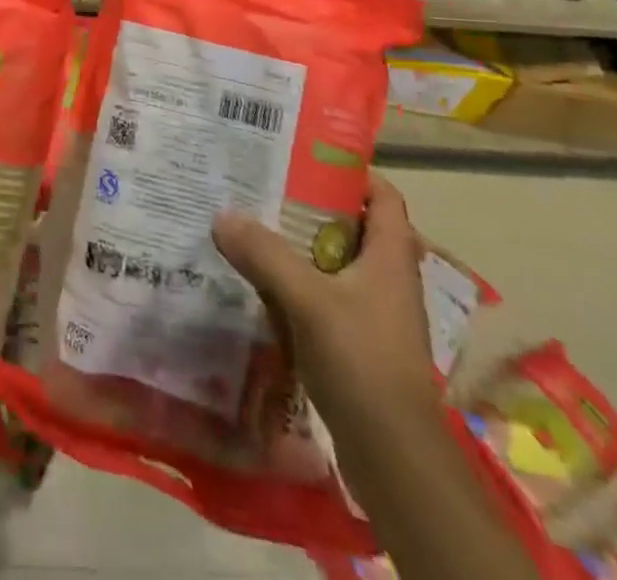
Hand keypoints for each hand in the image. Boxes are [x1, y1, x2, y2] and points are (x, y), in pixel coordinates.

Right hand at [212, 176, 436, 437]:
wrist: (394, 458)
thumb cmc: (363, 362)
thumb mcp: (308, 300)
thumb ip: (265, 254)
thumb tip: (222, 214)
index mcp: (390, 258)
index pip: (384, 197)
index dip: (352, 173)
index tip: (305, 158)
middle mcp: (386, 280)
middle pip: (351, 228)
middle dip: (309, 208)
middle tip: (263, 188)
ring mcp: (373, 315)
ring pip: (333, 265)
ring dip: (298, 248)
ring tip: (252, 229)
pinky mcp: (356, 345)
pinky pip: (323, 299)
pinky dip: (295, 286)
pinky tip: (259, 284)